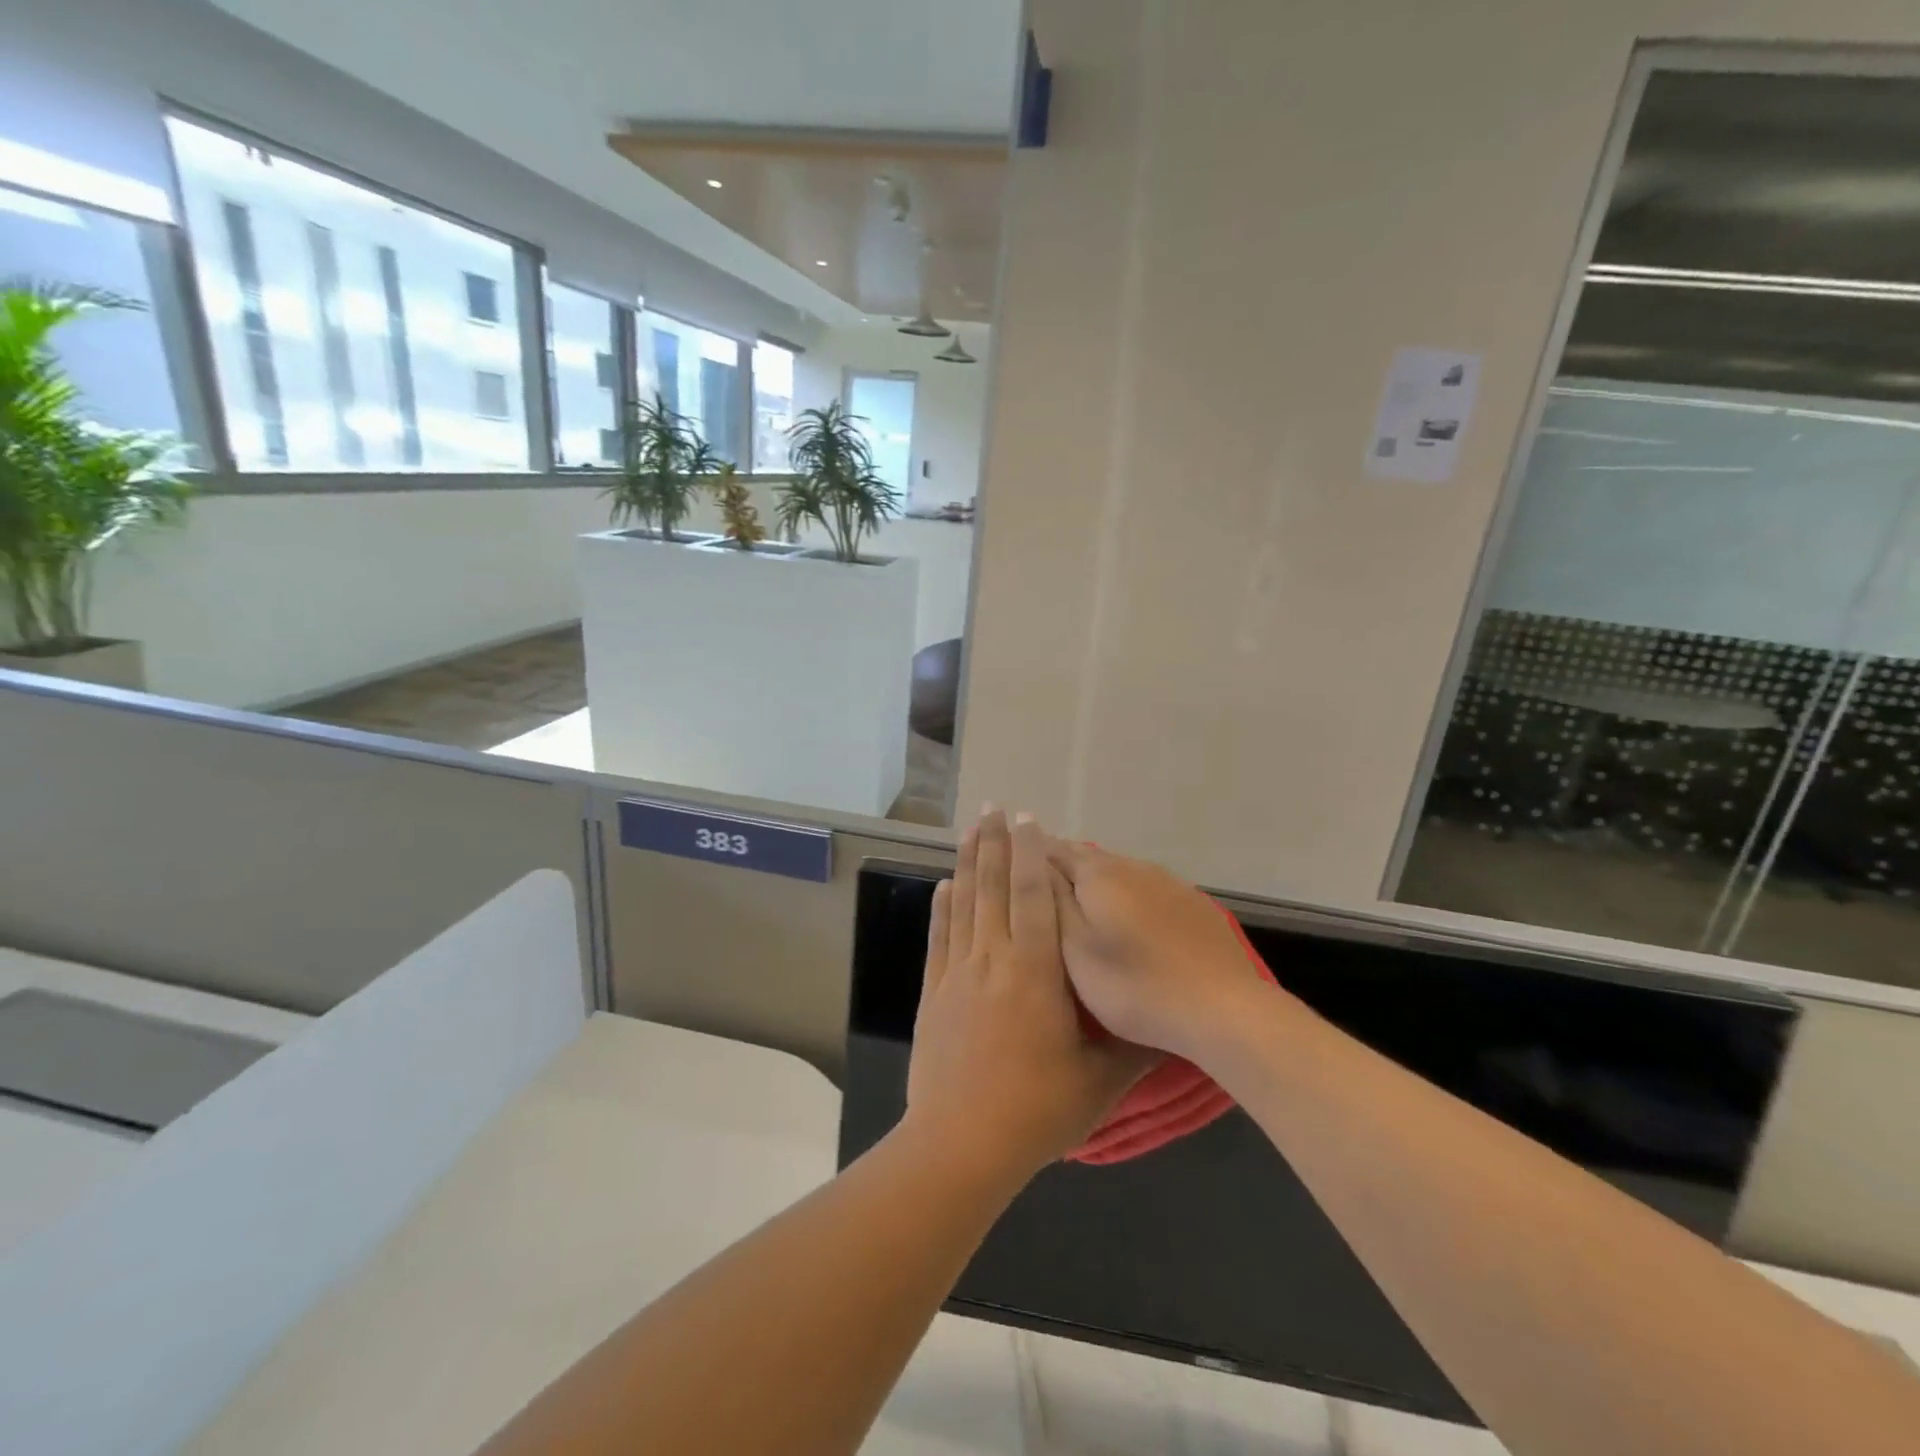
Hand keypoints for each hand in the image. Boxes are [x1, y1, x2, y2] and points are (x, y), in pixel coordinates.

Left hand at [904, 810, 1156, 1186]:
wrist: (961, 1145)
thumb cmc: (1037, 1111)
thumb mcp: (1100, 1081)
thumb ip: (1134, 1046)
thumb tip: (1168, 1021)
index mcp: (1035, 972)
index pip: (1034, 897)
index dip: (1032, 854)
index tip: (1028, 818)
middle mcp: (993, 959)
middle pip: (993, 887)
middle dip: (995, 843)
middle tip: (992, 805)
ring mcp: (958, 973)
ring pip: (964, 904)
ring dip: (968, 863)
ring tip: (970, 829)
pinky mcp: (934, 993)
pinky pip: (939, 937)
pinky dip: (942, 907)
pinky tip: (943, 885)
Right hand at [1047, 840, 1274, 1061]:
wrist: (1221, 1008)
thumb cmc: (1133, 985)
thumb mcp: (1074, 949)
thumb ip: (1049, 901)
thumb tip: (1030, 861)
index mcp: (1097, 874)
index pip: (1050, 849)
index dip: (1027, 855)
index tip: (1009, 867)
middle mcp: (1132, 866)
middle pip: (1087, 857)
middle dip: (1061, 867)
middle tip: (1041, 891)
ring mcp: (1168, 881)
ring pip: (1120, 872)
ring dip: (1097, 883)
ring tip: (1082, 908)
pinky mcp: (1194, 903)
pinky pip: (1149, 889)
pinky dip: (1130, 898)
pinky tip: (1132, 922)